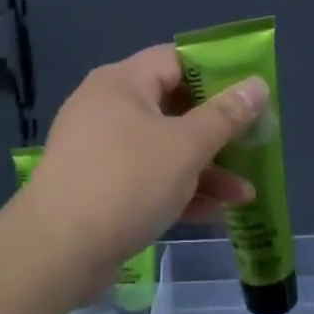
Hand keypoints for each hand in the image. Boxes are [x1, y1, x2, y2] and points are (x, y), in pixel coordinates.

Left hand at [12, 44, 266, 300]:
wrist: (56, 252)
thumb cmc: (126, 182)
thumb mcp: (186, 146)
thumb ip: (226, 116)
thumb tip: (258, 85)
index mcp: (123, 83)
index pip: (176, 60)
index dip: (217, 73)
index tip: (250, 94)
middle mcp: (108, 109)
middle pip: (174, 107)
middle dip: (218, 132)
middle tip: (254, 144)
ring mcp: (102, 151)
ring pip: (164, 149)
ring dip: (206, 169)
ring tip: (245, 194)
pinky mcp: (100, 189)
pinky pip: (148, 179)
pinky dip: (180, 191)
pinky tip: (216, 213)